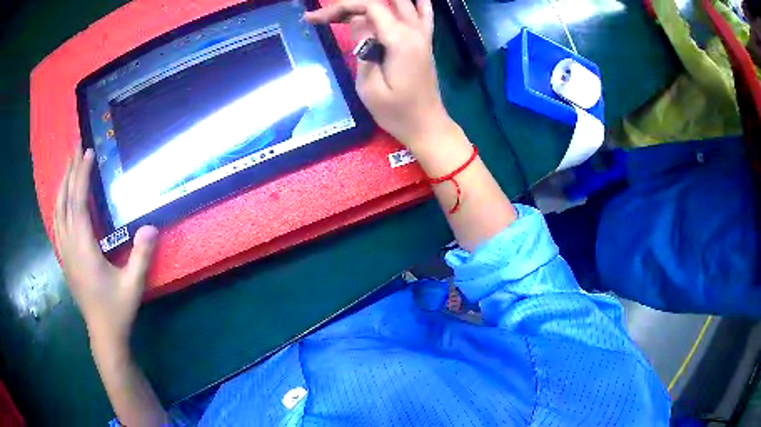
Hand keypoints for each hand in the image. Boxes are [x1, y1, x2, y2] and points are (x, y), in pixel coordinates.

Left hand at [54, 146, 157, 348]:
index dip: (82, 176)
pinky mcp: (64, 259)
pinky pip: (57, 223)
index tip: (87, 153)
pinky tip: (62, 199)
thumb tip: (151, 226)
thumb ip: (141, 256)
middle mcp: (69, 246)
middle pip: (64, 202)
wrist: (103, 334)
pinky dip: (58, 204)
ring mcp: (64, 253)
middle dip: (69, 173)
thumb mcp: (133, 285)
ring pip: (57, 211)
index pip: (78, 203)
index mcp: (83, 249)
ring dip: (62, 186)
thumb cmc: (117, 309)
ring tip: (68, 167)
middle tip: (75, 148)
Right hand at [305, 0, 452, 147]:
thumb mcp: (369, 86)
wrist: (427, 126)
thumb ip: (363, 47)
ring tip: (349, 12)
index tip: (314, 19)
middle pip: (382, 2)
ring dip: (374, 2)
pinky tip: (413, 0)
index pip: (369, 6)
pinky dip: (416, 3)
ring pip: (402, 3)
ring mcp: (423, 35)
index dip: (340, 7)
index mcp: (400, 40)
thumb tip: (357, 20)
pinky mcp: (426, 42)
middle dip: (351, 5)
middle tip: (327, 18)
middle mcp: (414, 31)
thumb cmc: (396, 113)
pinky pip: (424, 14)